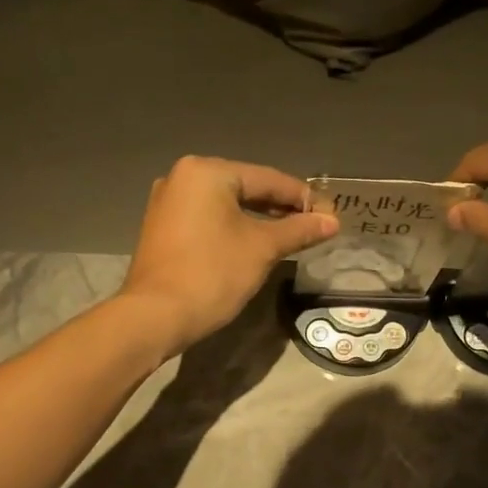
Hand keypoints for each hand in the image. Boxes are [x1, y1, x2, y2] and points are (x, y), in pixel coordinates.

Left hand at [120, 156, 337, 356]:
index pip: (268, 179)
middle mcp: (183, 177)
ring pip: (226, 205)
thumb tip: (332, 221)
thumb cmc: (213, 274)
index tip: (330, 215)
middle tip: (314, 226)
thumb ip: (299, 230)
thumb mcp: (262, 249)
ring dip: (259, 219)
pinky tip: (255, 243)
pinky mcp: (163, 227)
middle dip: (281, 208)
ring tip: (291, 236)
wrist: (156, 316)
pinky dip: (234, 228)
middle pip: (246, 187)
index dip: (303, 197)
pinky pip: (208, 219)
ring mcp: (168, 202)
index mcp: (207, 172)